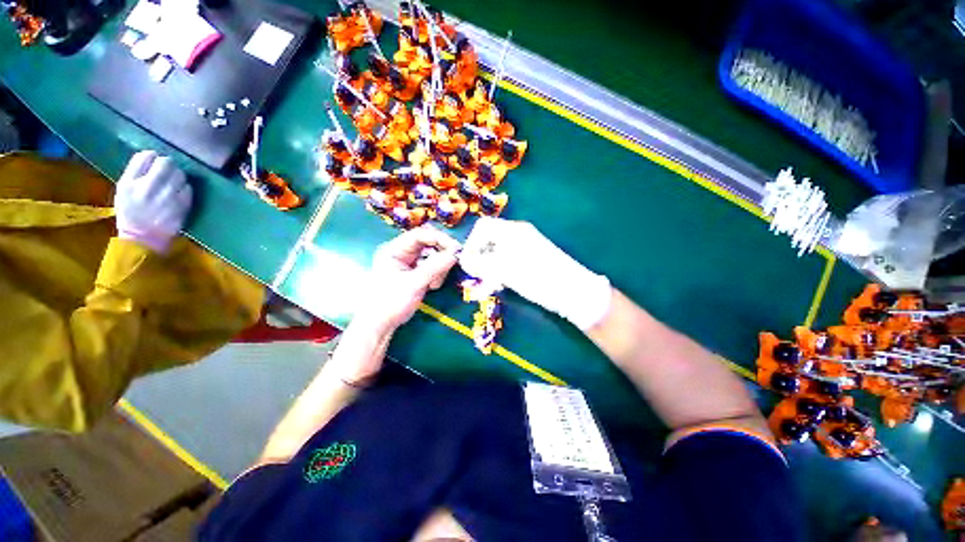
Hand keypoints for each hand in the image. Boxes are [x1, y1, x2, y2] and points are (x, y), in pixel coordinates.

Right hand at [115, 151, 191, 253]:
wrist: (143, 238)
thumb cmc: (131, 212)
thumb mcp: (124, 190)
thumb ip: (135, 172)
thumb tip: (151, 155)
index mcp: (129, 183)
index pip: (145, 157)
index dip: (152, 156)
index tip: (154, 161)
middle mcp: (148, 188)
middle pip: (166, 163)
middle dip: (168, 164)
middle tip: (167, 171)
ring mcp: (167, 197)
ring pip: (180, 174)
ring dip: (178, 176)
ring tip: (172, 183)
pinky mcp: (182, 205)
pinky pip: (188, 188)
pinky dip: (185, 188)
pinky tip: (178, 193)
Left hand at [356, 226, 460, 332]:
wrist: (380, 325)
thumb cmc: (391, 302)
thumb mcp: (414, 283)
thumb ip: (435, 267)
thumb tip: (455, 254)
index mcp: (395, 250)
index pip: (420, 235)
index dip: (439, 239)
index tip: (454, 249)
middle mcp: (401, 252)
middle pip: (428, 244)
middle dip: (441, 255)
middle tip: (452, 264)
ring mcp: (408, 263)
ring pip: (432, 256)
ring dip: (439, 267)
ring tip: (435, 284)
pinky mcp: (414, 273)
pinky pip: (431, 267)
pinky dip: (436, 274)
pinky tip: (433, 286)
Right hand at [459, 217, 610, 330]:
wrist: (573, 291)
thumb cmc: (537, 277)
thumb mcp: (505, 270)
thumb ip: (481, 263)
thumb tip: (464, 260)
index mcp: (513, 231)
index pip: (482, 227)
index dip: (471, 244)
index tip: (468, 263)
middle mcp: (519, 235)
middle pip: (489, 241)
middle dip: (479, 258)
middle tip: (478, 277)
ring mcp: (526, 247)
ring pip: (498, 254)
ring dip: (489, 268)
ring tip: (489, 285)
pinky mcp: (531, 260)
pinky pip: (509, 262)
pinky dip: (501, 272)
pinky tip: (502, 285)